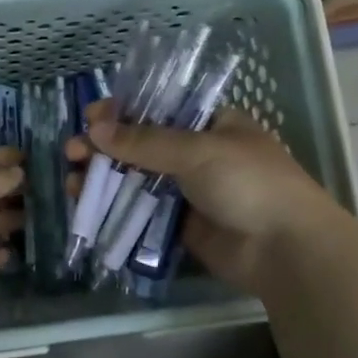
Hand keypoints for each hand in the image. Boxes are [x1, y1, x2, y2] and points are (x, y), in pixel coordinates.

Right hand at [68, 102, 353, 294]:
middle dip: (105, 147)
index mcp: (210, 124)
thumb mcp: (198, 151)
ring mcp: (189, 191)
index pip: (158, 108)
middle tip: (72, 152)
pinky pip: (142, 212)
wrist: (286, 249)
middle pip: (141, 144)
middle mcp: (197, 153)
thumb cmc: (249, 183)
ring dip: (104, 178)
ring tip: (71, 181)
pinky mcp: (181, 225)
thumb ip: (145, 142)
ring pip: (137, 179)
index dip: (122, 111)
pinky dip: (116, 208)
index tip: (90, 117)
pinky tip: (87, 207)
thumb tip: (95, 131)